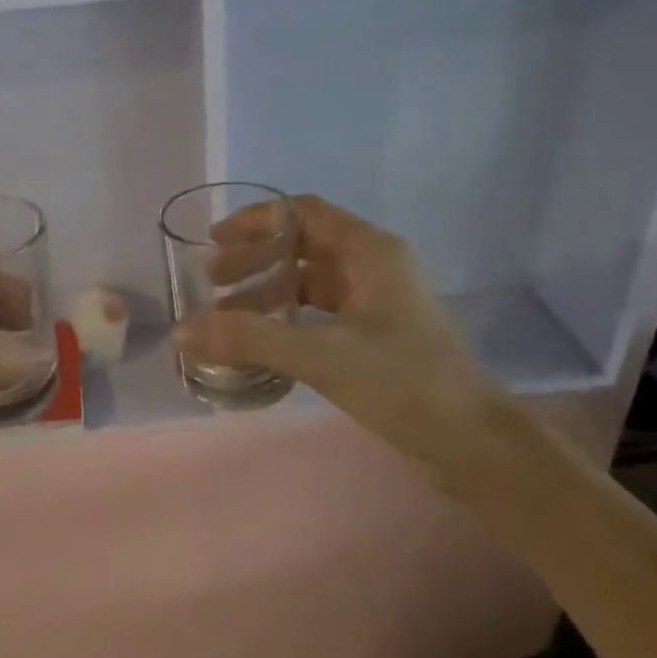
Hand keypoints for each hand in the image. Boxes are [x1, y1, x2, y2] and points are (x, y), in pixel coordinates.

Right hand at [173, 195, 527, 499]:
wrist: (474, 444)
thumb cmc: (403, 382)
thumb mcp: (321, 354)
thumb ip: (249, 339)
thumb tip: (181, 330)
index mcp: (370, 251)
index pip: (303, 212)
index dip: (256, 220)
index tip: (215, 241)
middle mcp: (375, 267)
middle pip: (302, 247)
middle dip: (254, 260)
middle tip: (213, 284)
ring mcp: (378, 303)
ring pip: (310, 283)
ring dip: (268, 294)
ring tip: (227, 318)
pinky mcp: (377, 337)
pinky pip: (321, 314)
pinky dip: (288, 321)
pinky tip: (263, 343)